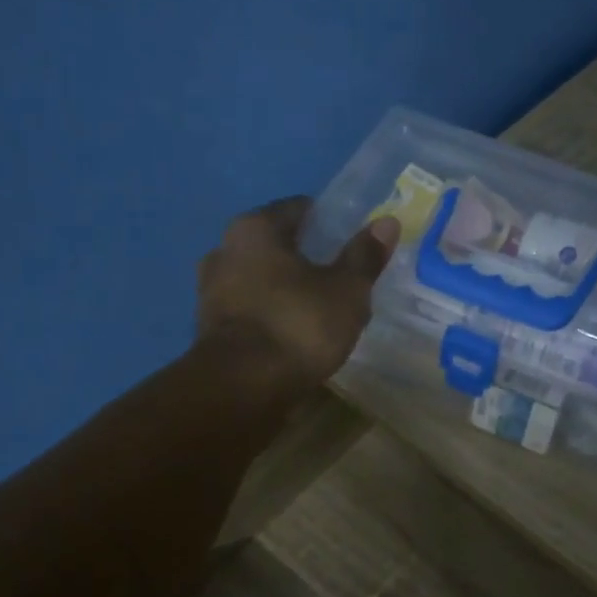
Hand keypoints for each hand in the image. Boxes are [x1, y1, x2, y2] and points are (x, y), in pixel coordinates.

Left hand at [197, 197, 399, 391]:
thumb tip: (388, 221)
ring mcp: (209, 291)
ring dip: (282, 289)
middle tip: (338, 278)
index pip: (298, 209)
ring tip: (316, 310)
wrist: (242, 388)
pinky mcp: (208, 329)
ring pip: (257, 279)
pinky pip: (248, 310)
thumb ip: (365, 256)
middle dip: (303, 257)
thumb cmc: (298, 326)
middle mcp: (224, 250)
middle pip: (274, 244)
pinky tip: (291, 334)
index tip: (350, 243)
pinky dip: (268, 315)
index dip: (328, 222)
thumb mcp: (346, 291)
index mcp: (255, 228)